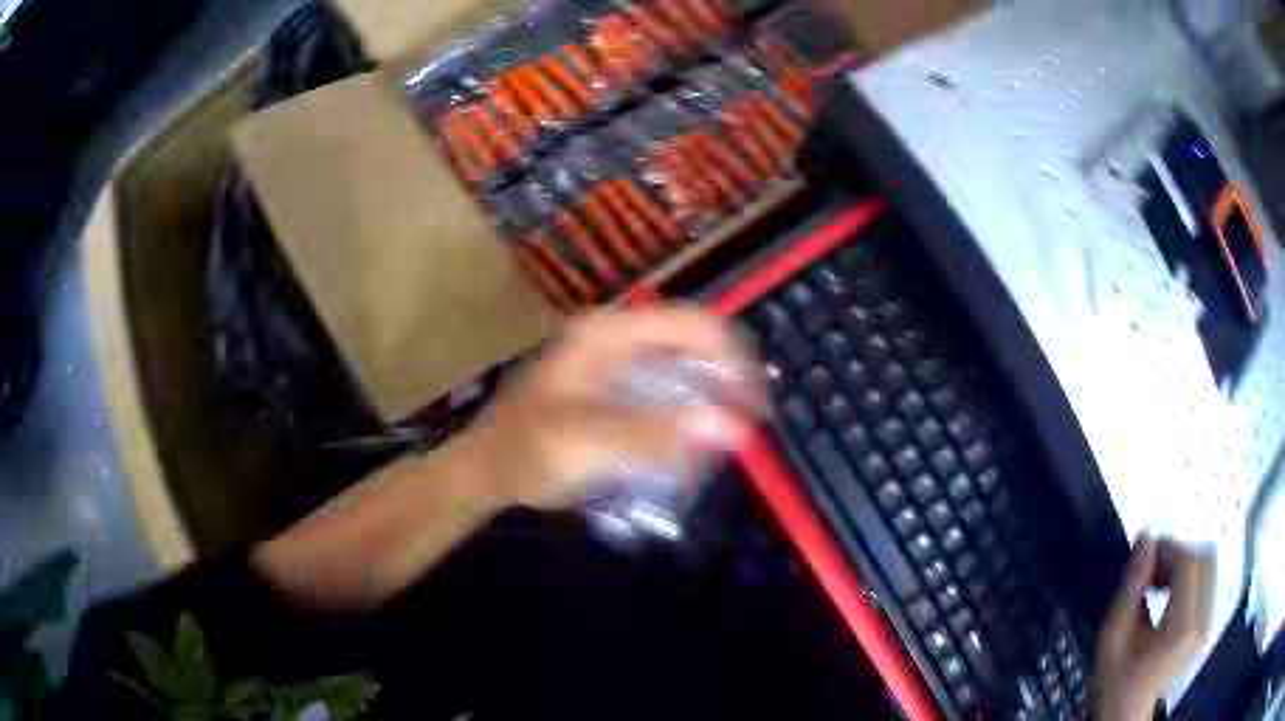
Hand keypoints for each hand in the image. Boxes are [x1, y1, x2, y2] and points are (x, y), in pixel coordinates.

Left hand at [472, 304, 763, 508]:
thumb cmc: (528, 450)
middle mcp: (619, 338)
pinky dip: (687, 417)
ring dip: (709, 402)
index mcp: (610, 333)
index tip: (755, 404)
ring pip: (685, 369)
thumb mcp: (589, 442)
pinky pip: (668, 392)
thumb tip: (736, 428)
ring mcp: (617, 362)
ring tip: (722, 441)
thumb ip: (660, 433)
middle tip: (747, 426)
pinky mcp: (617, 388)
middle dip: (726, 383)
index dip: (733, 359)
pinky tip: (690, 448)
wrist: (487, 470)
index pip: (694, 324)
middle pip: (694, 344)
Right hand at [1093, 536, 1214, 720]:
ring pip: (1208, 567)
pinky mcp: (1207, 624)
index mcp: (1180, 632)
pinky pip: (1206, 582)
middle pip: (1204, 560)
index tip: (1146, 554)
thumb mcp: (1113, 640)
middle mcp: (1201, 625)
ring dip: (1184, 563)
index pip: (1189, 565)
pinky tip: (1169, 594)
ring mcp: (1207, 625)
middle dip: (1177, 553)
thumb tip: (1145, 538)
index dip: (1168, 549)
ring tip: (1159, 582)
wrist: (1128, 716)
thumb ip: (1130, 588)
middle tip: (1151, 567)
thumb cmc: (1117, 684)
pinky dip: (1189, 577)